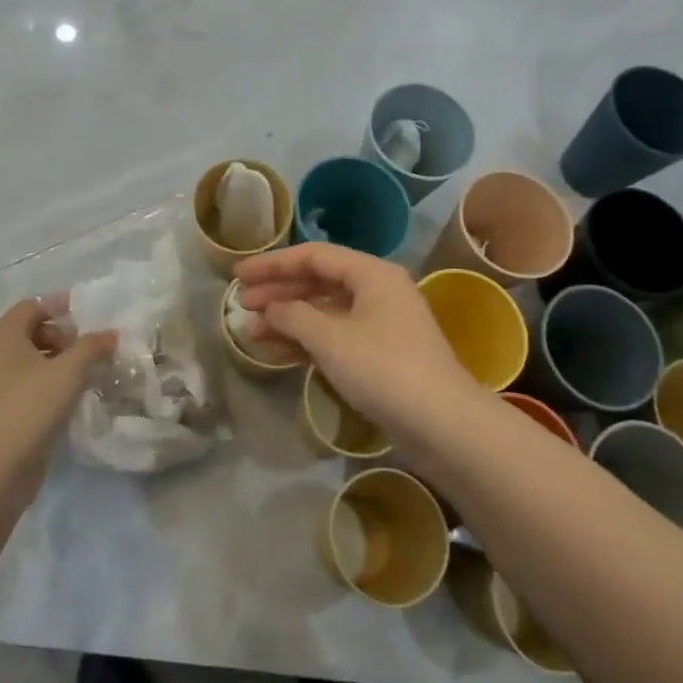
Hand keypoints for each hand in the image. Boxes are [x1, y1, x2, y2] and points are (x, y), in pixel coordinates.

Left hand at [0, 296, 115, 499]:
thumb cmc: (31, 405)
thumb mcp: (69, 370)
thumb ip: (93, 347)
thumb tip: (112, 334)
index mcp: (4, 336)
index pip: (32, 306)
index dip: (60, 305)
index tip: (90, 314)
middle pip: (32, 332)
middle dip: (64, 336)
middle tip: (90, 349)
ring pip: (32, 361)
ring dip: (61, 362)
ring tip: (89, 373)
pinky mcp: (2, 411)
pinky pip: (30, 385)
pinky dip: (52, 384)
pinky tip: (74, 397)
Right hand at [235, 243, 478, 438]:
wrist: (443, 426)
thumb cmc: (384, 370)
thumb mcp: (331, 339)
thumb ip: (293, 317)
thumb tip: (269, 309)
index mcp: (372, 274)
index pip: (314, 256)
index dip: (273, 264)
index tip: (238, 275)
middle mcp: (378, 291)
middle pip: (319, 282)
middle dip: (279, 292)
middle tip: (242, 305)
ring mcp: (380, 325)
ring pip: (325, 312)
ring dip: (289, 320)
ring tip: (252, 332)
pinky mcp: (379, 356)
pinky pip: (335, 337)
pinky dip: (307, 342)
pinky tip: (278, 353)